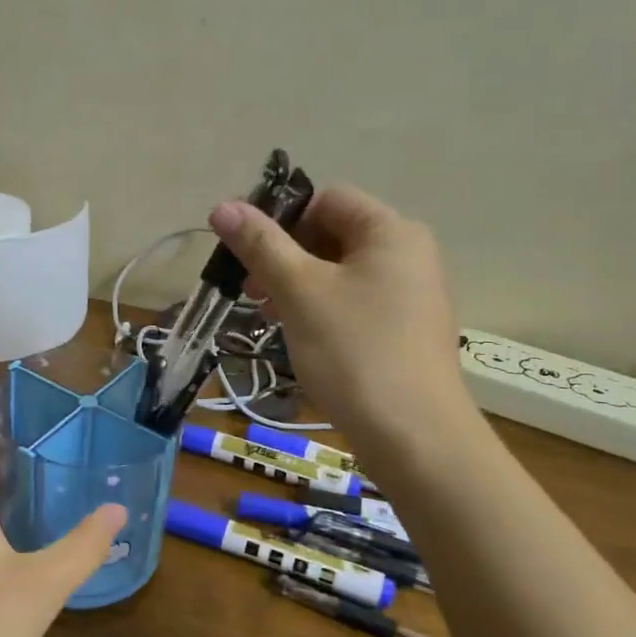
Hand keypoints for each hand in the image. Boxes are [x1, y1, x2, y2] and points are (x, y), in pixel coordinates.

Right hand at [209, 185, 476, 447]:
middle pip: (333, 234)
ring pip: (341, 272)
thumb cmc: (354, 352)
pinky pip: (356, 302)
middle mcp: (409, 253)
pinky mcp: (406, 330)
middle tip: (253, 293)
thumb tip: (222, 206)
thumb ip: (260, 245)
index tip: (249, 257)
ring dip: (299, 286)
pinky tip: (302, 338)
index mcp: (390, 231)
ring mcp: (412, 294)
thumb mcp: (299, 292)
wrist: (414, 437)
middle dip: (287, 257)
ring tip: (271, 318)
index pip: (326, 199)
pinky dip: (324, 310)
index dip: (282, 220)